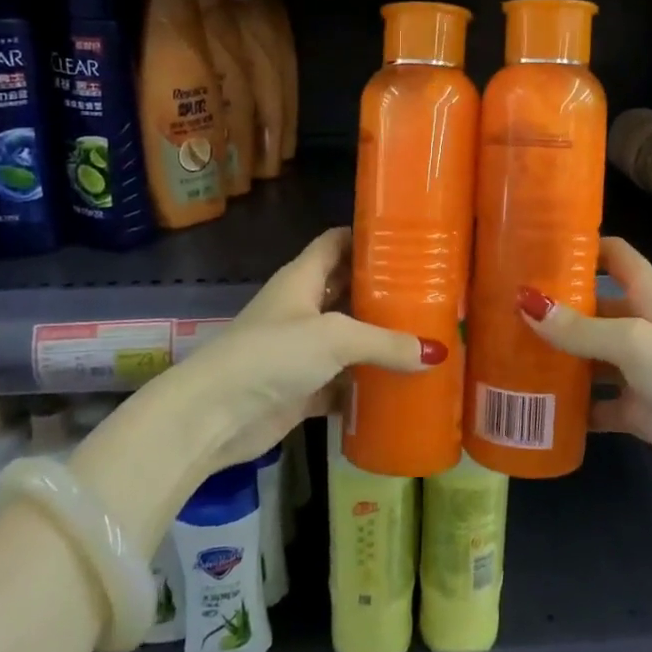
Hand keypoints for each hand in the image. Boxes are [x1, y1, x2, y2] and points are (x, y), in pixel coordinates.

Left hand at [167, 228, 444, 473]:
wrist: (214, 415)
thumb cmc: (272, 355)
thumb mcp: (334, 338)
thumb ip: (385, 342)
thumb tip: (437, 352)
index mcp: (302, 279)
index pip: (336, 243)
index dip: (366, 236)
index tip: (407, 238)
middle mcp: (301, 309)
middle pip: (347, 291)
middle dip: (383, 292)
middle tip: (432, 292)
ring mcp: (300, 352)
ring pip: (348, 340)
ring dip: (379, 342)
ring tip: (426, 338)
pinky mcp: (302, 389)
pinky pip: (342, 384)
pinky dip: (366, 387)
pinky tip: (401, 388)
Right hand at [518, 238, 651, 525]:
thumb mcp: (635, 342)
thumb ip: (581, 327)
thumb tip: (524, 301)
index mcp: (648, 296)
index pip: (614, 255)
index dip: (581, 245)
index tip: (535, 245)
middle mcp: (639, 325)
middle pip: (591, 305)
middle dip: (552, 306)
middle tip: (499, 306)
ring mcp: (636, 369)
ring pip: (586, 355)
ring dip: (554, 356)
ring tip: (503, 352)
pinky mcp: (634, 408)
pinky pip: (593, 401)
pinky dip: (569, 404)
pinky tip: (533, 404)